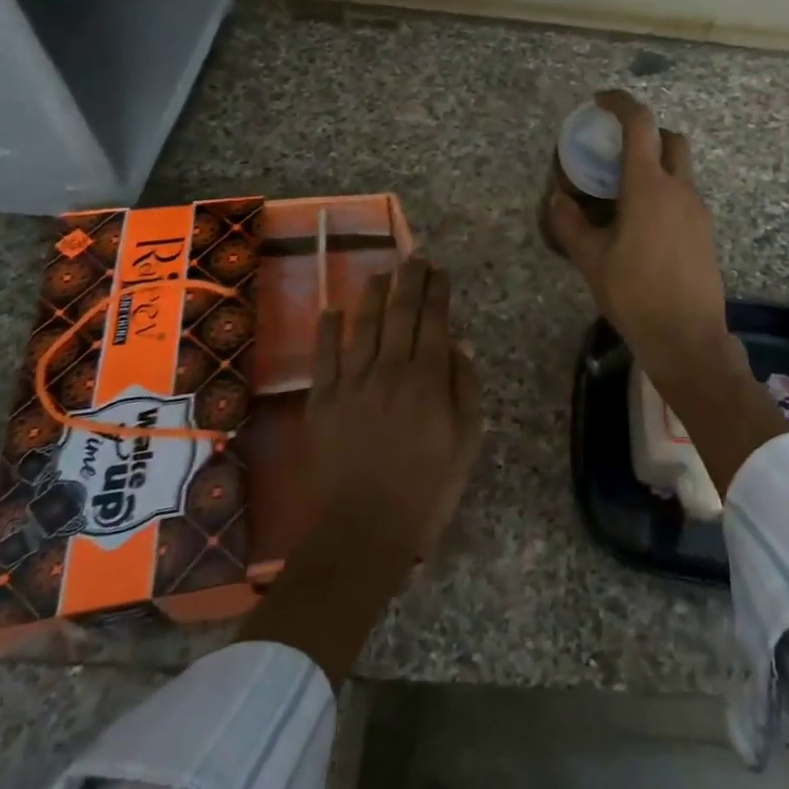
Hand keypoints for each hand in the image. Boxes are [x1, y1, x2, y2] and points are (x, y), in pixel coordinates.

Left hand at [236, 257, 481, 683]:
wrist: (364, 529)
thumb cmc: (427, 487)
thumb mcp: (466, 440)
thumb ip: (464, 387)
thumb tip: (455, 346)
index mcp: (428, 379)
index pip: (433, 319)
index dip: (436, 290)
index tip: (438, 270)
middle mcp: (390, 369)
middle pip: (400, 312)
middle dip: (409, 280)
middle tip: (414, 258)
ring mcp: (352, 382)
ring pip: (363, 324)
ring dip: (373, 294)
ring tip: (381, 272)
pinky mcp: (322, 400)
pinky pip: (325, 354)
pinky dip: (329, 328)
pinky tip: (334, 309)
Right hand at [545, 91, 788, 494]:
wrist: (687, 337)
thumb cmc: (635, 294)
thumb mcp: (591, 260)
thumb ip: (570, 224)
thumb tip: (557, 199)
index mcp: (648, 186)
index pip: (640, 124)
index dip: (620, 103)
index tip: (600, 100)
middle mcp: (679, 189)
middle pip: (670, 139)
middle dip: (646, 133)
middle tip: (618, 150)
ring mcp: (698, 210)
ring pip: (680, 170)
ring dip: (656, 166)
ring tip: (624, 194)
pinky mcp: (706, 232)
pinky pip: (685, 197)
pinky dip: (665, 193)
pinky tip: (644, 226)